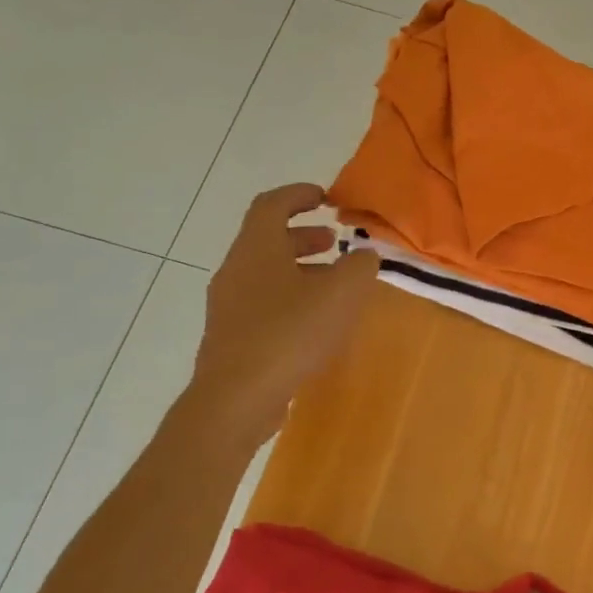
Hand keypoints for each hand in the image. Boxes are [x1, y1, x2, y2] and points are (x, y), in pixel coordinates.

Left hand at [186, 183, 380, 449]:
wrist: (237, 398)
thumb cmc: (290, 334)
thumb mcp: (341, 293)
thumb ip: (359, 266)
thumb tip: (364, 256)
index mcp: (257, 249)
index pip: (272, 204)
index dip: (299, 195)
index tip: (326, 198)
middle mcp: (236, 270)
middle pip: (268, 239)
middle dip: (304, 236)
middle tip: (335, 243)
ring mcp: (228, 306)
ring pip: (266, 274)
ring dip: (299, 270)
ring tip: (333, 286)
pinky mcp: (230, 338)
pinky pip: (262, 304)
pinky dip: (290, 299)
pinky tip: (314, 324)